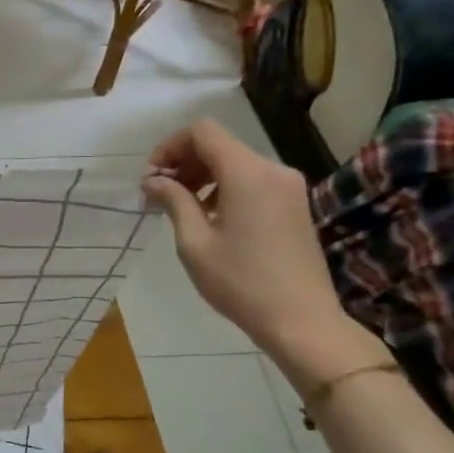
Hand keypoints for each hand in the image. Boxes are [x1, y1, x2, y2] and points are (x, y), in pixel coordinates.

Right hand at [141, 120, 367, 372]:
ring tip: (182, 209)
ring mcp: (288, 186)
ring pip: (236, 162)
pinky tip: (211, 218)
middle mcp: (272, 170)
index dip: (170, 146)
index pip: (202, 132)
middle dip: (184, 162)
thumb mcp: (194, 242)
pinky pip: (252, 180)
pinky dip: (225, 188)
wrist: (301, 320)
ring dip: (203, 176)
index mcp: (247, 173)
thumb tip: (153, 180)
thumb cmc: (240, 282)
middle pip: (220, 145)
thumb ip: (173, 201)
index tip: (152, 178)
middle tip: (160, 195)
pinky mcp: (295, 204)